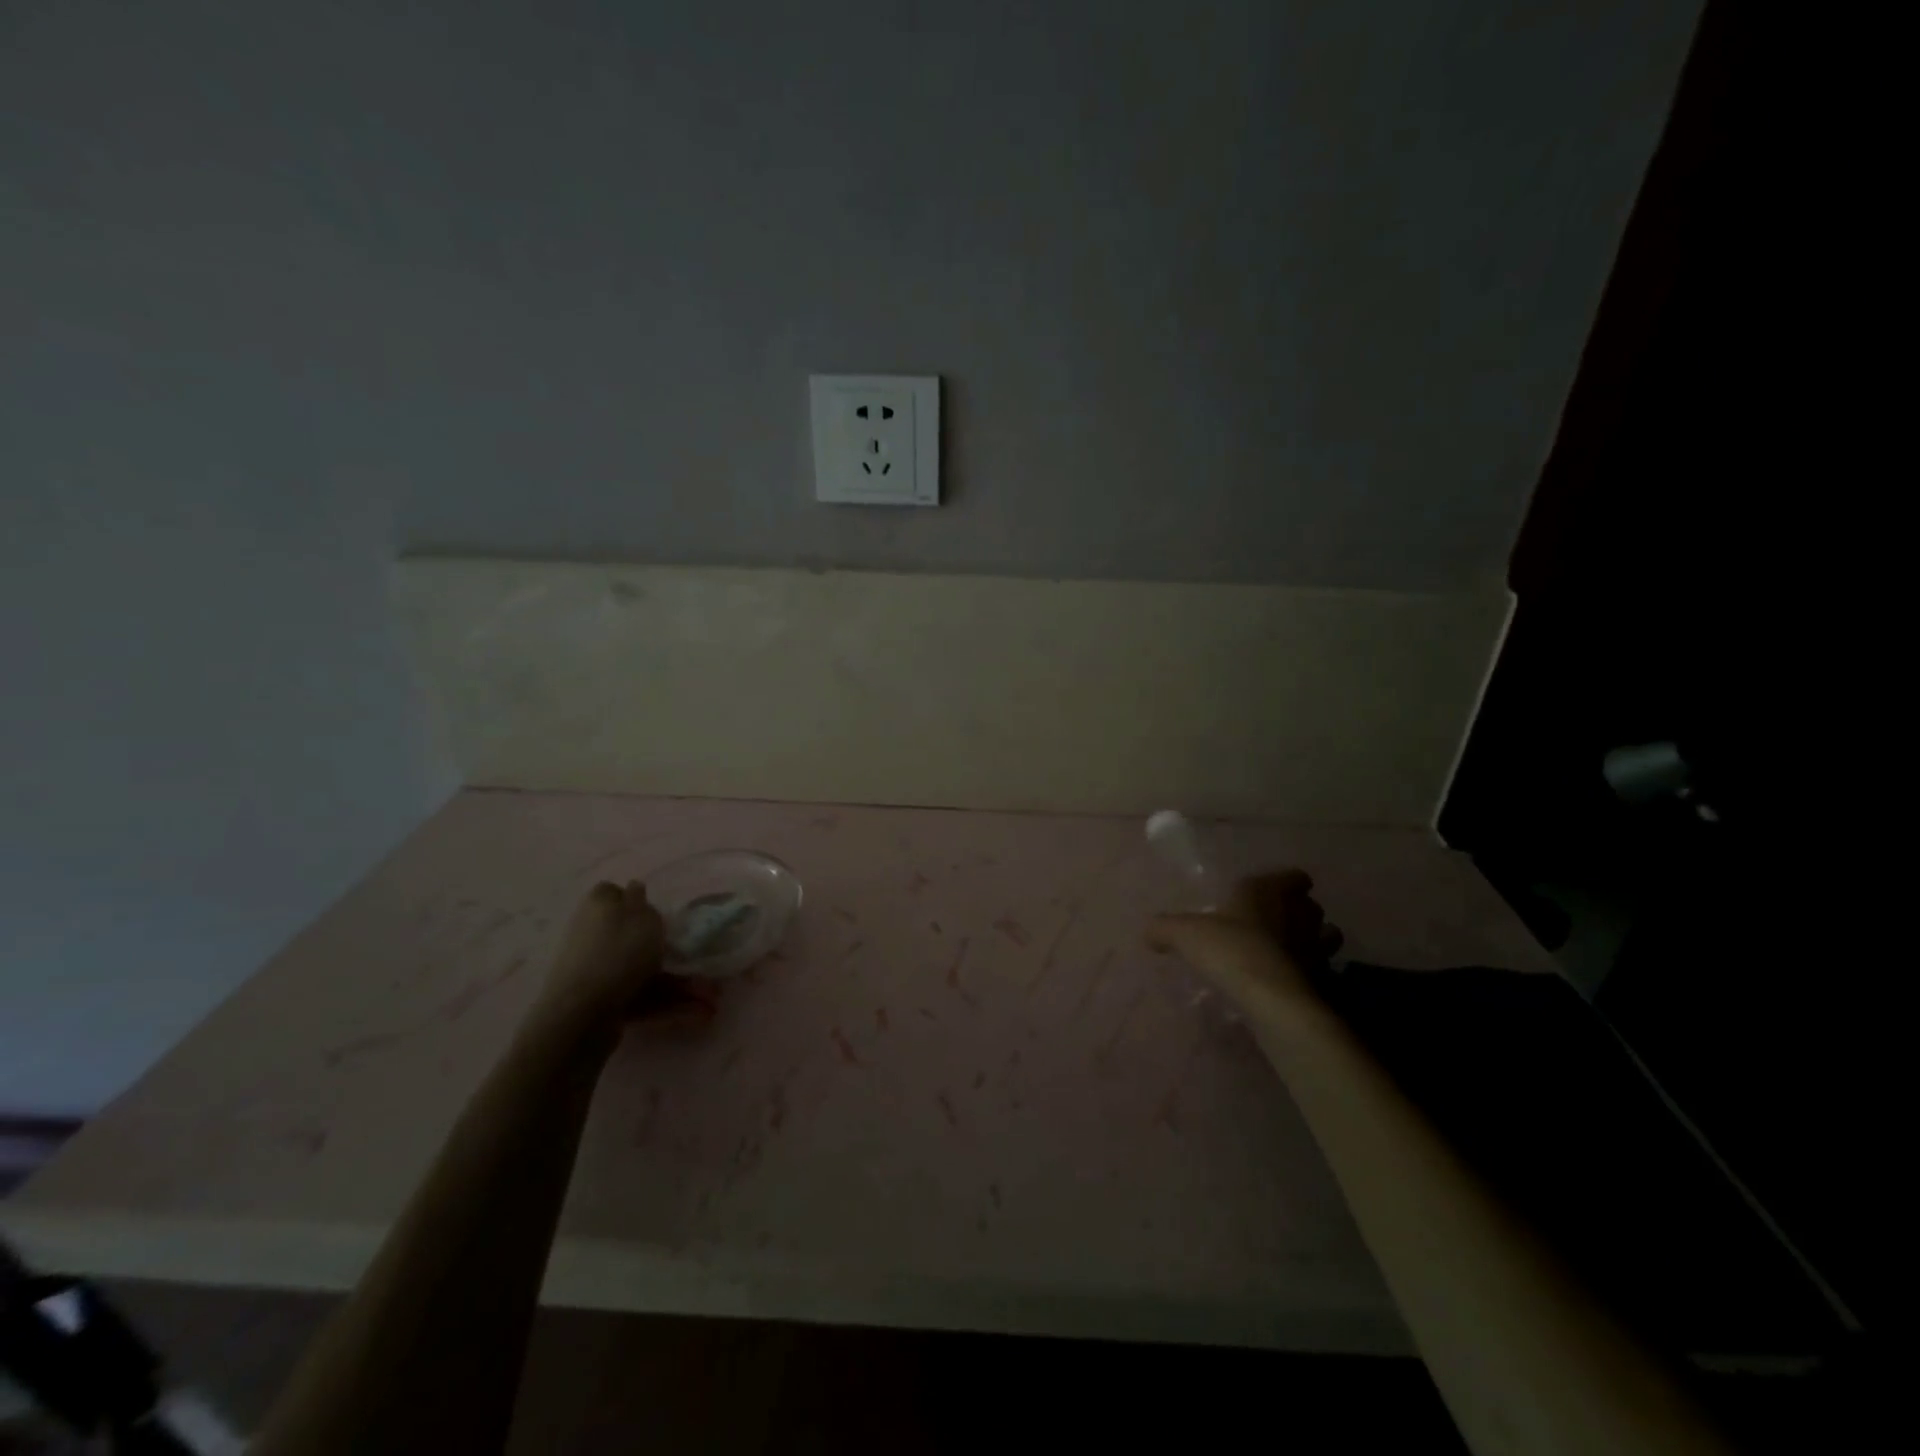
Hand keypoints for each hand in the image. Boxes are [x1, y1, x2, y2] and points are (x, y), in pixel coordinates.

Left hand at [537, 881, 713, 1031]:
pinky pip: (642, 998)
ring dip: (678, 984)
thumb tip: (634, 888)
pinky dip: (668, 1005)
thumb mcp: (641, 916)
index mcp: (598, 908)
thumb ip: (641, 900)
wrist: (582, 1013)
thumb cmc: (619, 953)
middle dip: (668, 950)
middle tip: (697, 959)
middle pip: (634, 937)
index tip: (662, 913)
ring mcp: (598, 972)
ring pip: (643, 971)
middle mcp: (593, 936)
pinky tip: (696, 1014)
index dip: (637, 900)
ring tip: (710, 997)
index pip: (613, 893)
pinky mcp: (604, 1003)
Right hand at [1145, 869, 1342, 1025]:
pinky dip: (1310, 973)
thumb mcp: (1184, 934)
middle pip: (1311, 906)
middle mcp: (1298, 914)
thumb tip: (1150, 933)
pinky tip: (1288, 982)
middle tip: (1275, 924)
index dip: (1287, 883)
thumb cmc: (1229, 949)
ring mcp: (1316, 948)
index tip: (1274, 892)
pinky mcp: (1323, 981)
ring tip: (1288, 953)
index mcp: (1268, 891)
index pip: (1294, 877)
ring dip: (1312, 941)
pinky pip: (1322, 970)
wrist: (1271, 998)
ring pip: (1325, 936)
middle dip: (1299, 912)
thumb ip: (1164, 928)